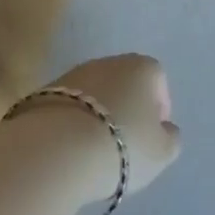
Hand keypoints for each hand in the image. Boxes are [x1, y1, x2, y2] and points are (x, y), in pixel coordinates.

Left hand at [39, 52, 182, 201]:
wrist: (55, 151)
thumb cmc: (121, 146)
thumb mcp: (162, 152)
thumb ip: (171, 138)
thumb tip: (165, 130)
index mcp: (143, 68)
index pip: (158, 82)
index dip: (158, 110)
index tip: (151, 137)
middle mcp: (109, 62)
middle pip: (125, 85)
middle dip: (126, 110)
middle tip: (124, 144)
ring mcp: (73, 74)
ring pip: (94, 95)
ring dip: (97, 117)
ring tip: (93, 151)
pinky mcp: (43, 92)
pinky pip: (69, 108)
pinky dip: (72, 124)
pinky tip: (69, 150)